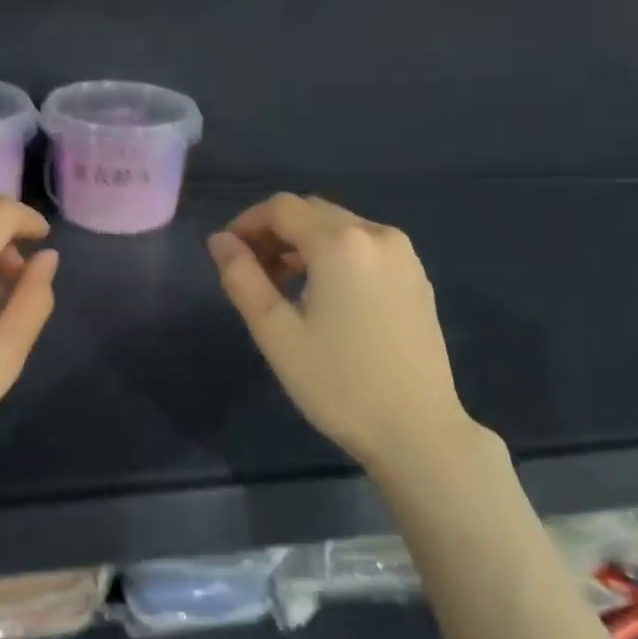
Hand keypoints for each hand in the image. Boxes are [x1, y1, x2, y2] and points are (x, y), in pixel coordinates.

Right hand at [208, 193, 483, 470]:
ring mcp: (404, 255)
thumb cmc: (338, 384)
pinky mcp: (417, 277)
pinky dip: (335, 256)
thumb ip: (242, 278)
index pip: (282, 208)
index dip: (246, 222)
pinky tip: (324, 295)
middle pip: (312, 212)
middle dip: (275, 232)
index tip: (226, 253)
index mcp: (341, 242)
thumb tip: (219, 241)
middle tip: (250, 271)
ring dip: (304, 244)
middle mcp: (377, 234)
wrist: (418, 430)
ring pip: (341, 228)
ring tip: (281, 286)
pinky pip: (365, 248)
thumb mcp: (276, 333)